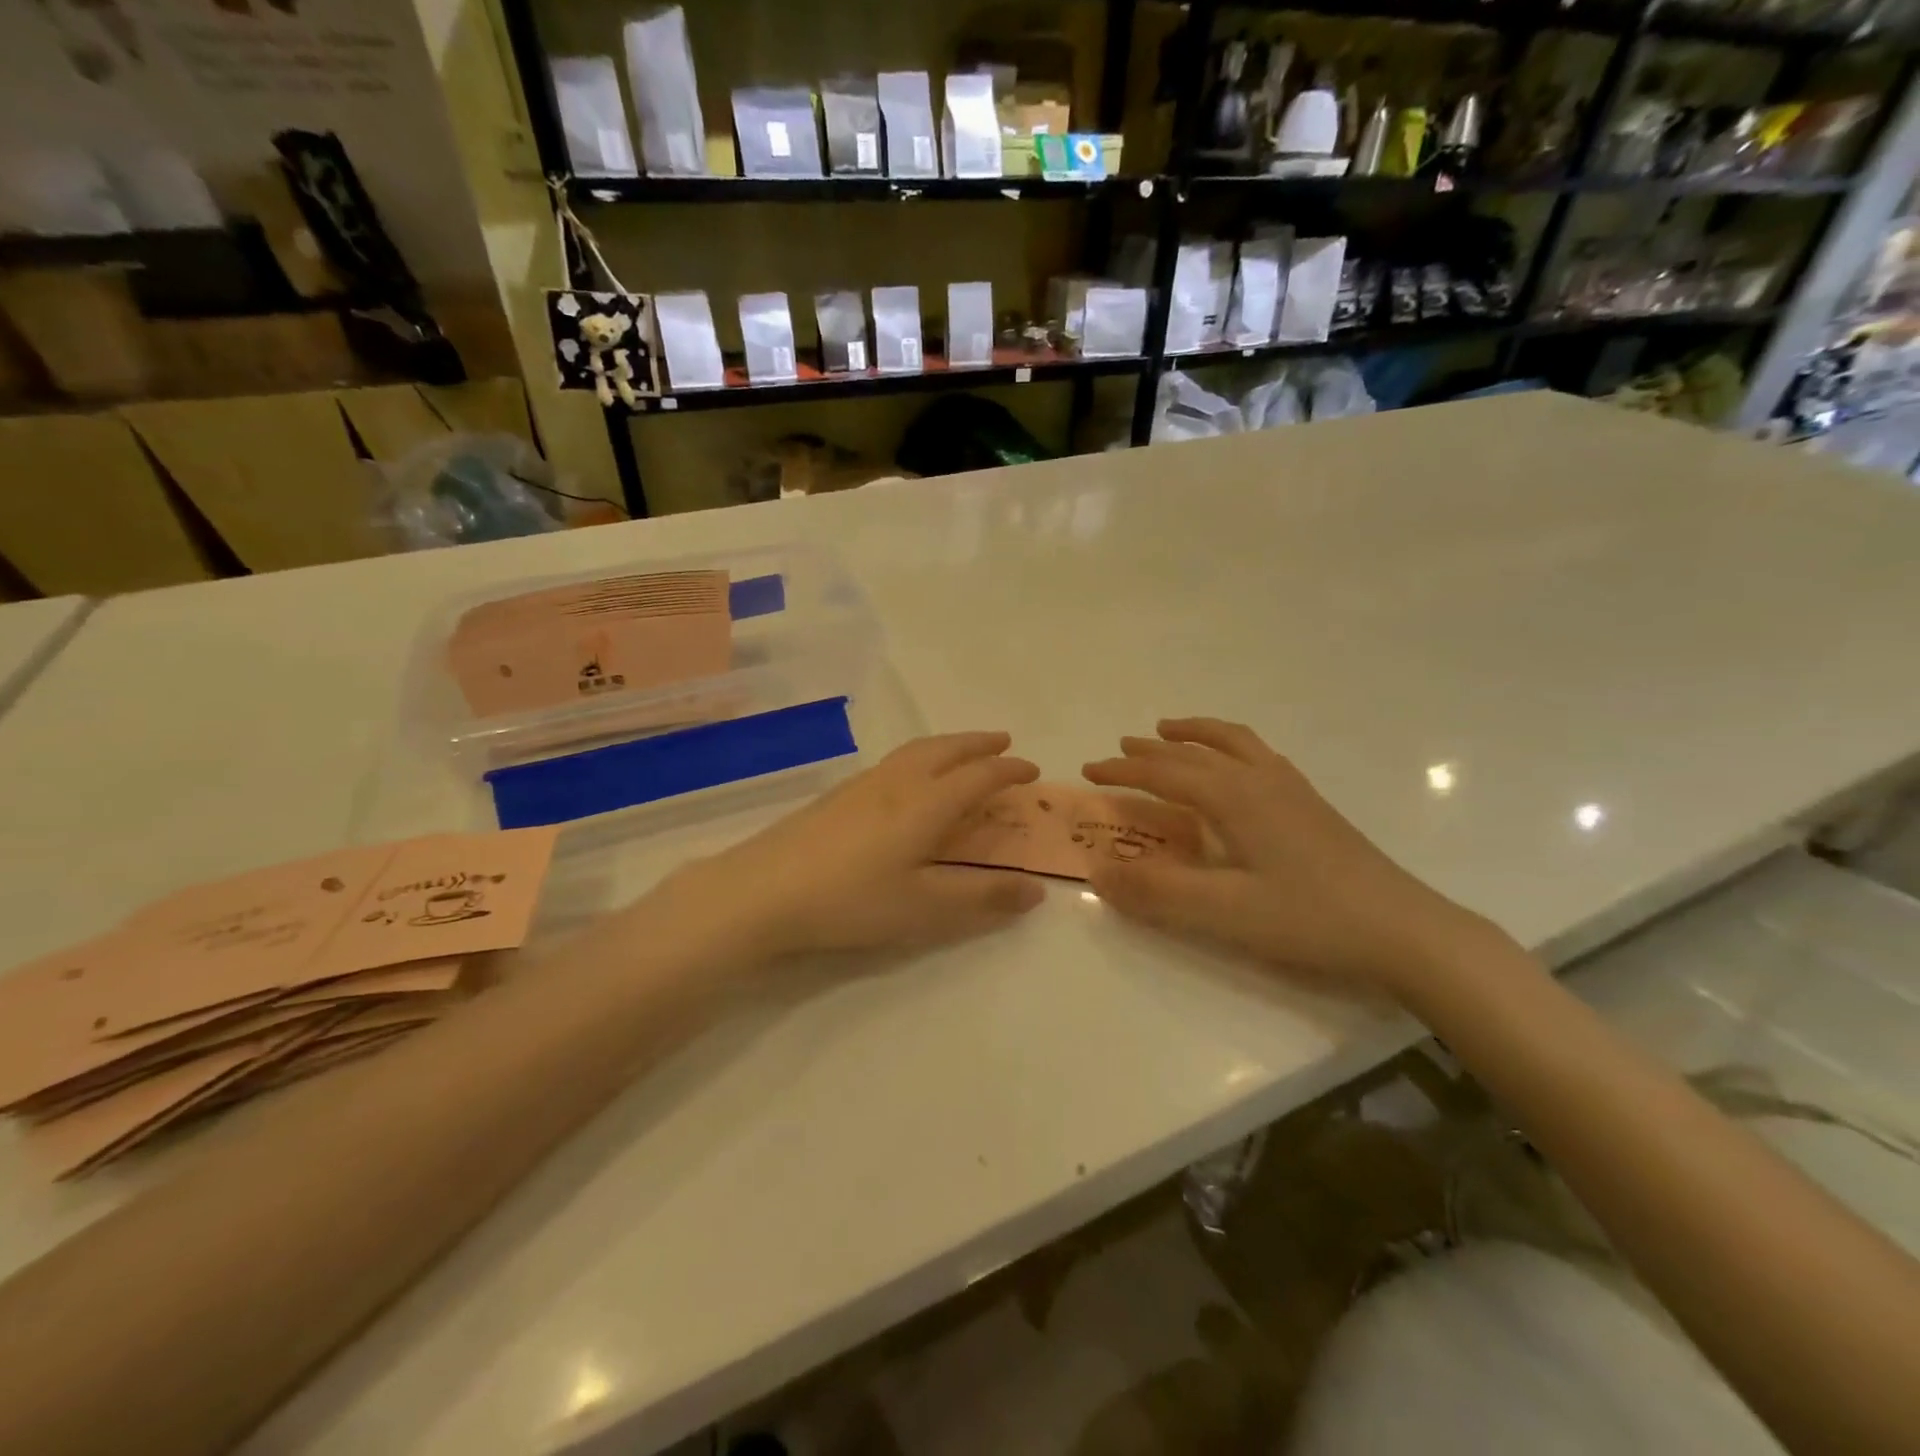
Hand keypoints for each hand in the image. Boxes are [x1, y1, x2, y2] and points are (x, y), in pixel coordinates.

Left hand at [663, 732, 1045, 961]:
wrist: (762, 891)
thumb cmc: (852, 900)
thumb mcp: (925, 909)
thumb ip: (982, 898)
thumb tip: (1036, 889)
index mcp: (926, 804)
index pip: (978, 776)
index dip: (1009, 771)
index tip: (1032, 770)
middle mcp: (898, 783)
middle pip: (946, 750)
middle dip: (978, 743)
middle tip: (1003, 742)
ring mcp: (862, 785)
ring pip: (915, 750)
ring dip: (948, 745)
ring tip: (961, 752)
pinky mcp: (836, 795)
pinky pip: (893, 762)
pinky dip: (919, 757)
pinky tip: (906, 779)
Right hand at [1082, 719, 1501, 999]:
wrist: (1404, 930)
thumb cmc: (1309, 919)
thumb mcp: (1223, 913)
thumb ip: (1157, 892)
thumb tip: (1097, 872)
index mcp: (1234, 797)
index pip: (1164, 772)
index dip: (1123, 770)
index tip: (1089, 770)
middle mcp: (1260, 780)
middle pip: (1195, 751)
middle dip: (1153, 748)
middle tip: (1121, 747)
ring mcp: (1291, 789)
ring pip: (1234, 742)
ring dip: (1196, 733)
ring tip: (1172, 730)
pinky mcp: (1311, 804)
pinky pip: (1259, 755)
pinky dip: (1231, 746)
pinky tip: (1235, 766)